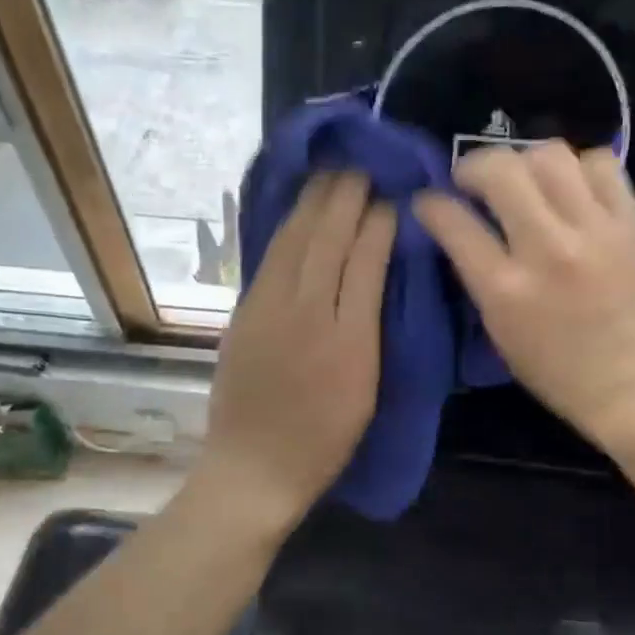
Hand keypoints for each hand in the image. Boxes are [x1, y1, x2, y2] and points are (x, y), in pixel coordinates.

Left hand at [194, 172, 394, 534]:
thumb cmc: (324, 441)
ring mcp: (267, 310)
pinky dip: (287, 229)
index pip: (365, 260)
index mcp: (348, 339)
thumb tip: (378, 276)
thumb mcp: (367, 391)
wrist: (254, 468)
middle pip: (326, 239)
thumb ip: (373, 330)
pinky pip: (270, 259)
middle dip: (345, 197)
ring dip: (313, 202)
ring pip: (293, 241)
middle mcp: (306, 313)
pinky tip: (297, 214)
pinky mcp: (243, 314)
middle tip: (361, 166)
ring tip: (331, 174)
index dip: (378, 223)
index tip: (392, 197)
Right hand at [413, 142, 634, 449]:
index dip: (431, 204)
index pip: (455, 223)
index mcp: (507, 290)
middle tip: (473, 180)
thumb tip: (456, 225)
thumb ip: (477, 275)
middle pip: (502, 171)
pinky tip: (571, 188)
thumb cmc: (555, 369)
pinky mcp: (631, 223)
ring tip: (524, 181)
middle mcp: (549, 251)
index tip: (428, 201)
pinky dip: (579, 167)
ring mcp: (595, 231)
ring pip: (551, 155)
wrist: (632, 383)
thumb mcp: (498, 330)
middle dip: (474, 165)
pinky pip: (601, 164)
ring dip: (526, 160)